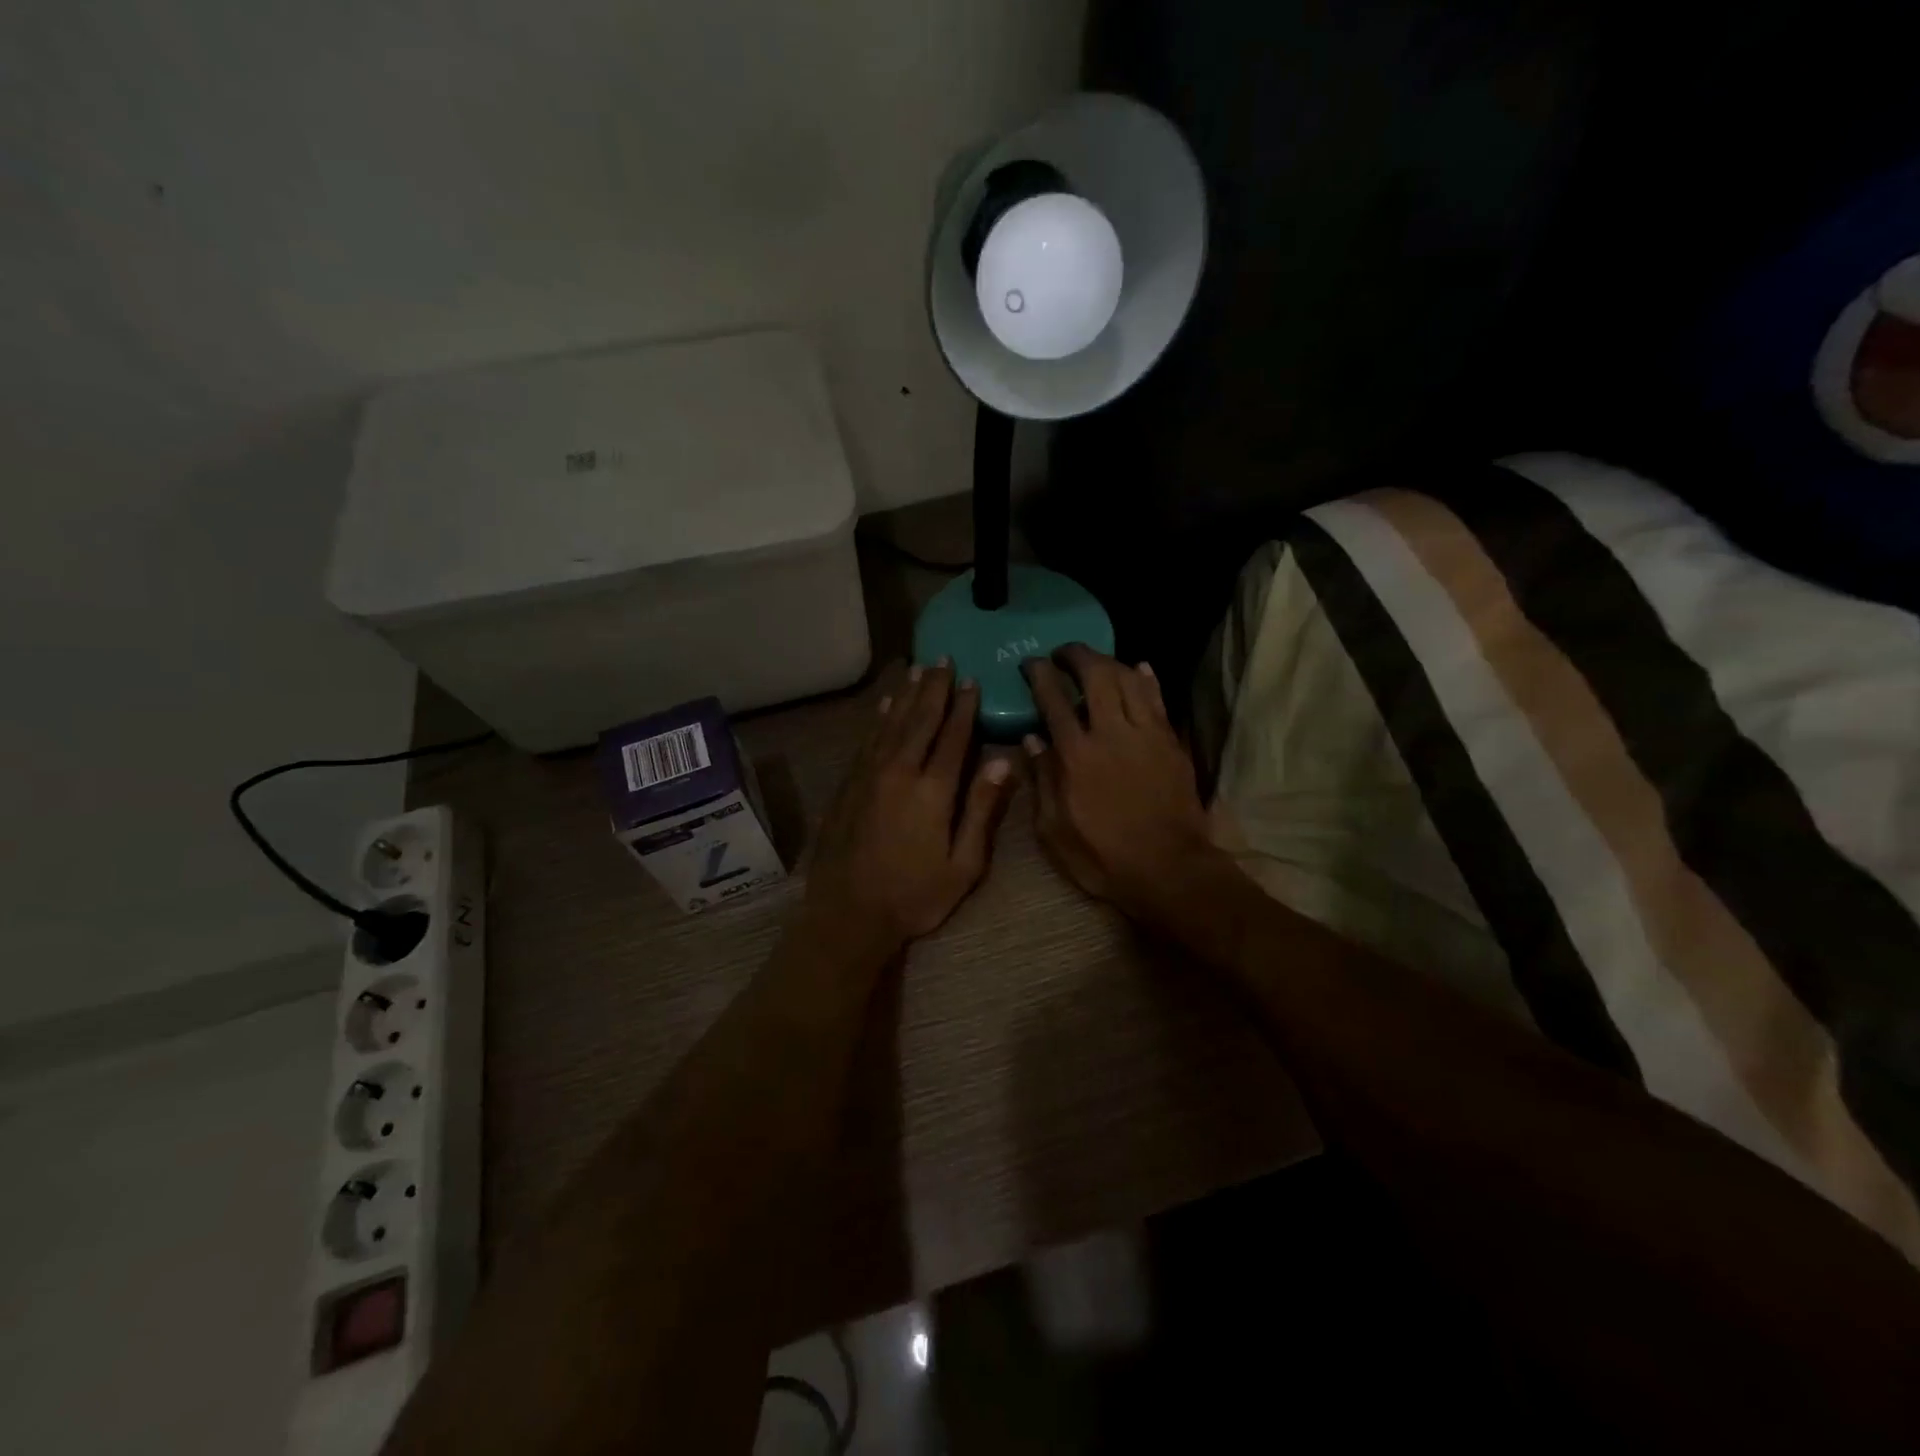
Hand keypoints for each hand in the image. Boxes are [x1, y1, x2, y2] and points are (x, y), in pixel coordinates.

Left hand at [806, 660, 1016, 953]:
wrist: (847, 914)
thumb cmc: (914, 896)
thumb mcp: (963, 865)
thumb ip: (982, 810)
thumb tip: (1002, 763)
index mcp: (932, 790)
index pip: (953, 736)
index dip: (964, 707)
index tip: (972, 679)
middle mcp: (899, 772)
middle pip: (920, 720)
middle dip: (935, 688)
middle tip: (943, 659)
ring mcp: (869, 776)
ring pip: (891, 723)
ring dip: (907, 695)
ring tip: (919, 670)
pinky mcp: (848, 785)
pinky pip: (868, 740)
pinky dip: (879, 719)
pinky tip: (886, 705)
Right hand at [1023, 645, 1215, 925]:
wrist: (1169, 869)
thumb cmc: (1103, 857)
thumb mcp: (1054, 831)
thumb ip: (1042, 781)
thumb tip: (1031, 740)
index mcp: (1076, 755)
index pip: (1054, 700)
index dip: (1041, 675)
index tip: (1031, 663)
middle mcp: (1112, 733)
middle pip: (1097, 676)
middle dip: (1077, 655)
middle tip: (1063, 653)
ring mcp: (1147, 734)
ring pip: (1130, 679)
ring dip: (1110, 662)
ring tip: (1096, 661)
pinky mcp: (1171, 742)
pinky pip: (1158, 699)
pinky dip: (1146, 679)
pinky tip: (1139, 668)